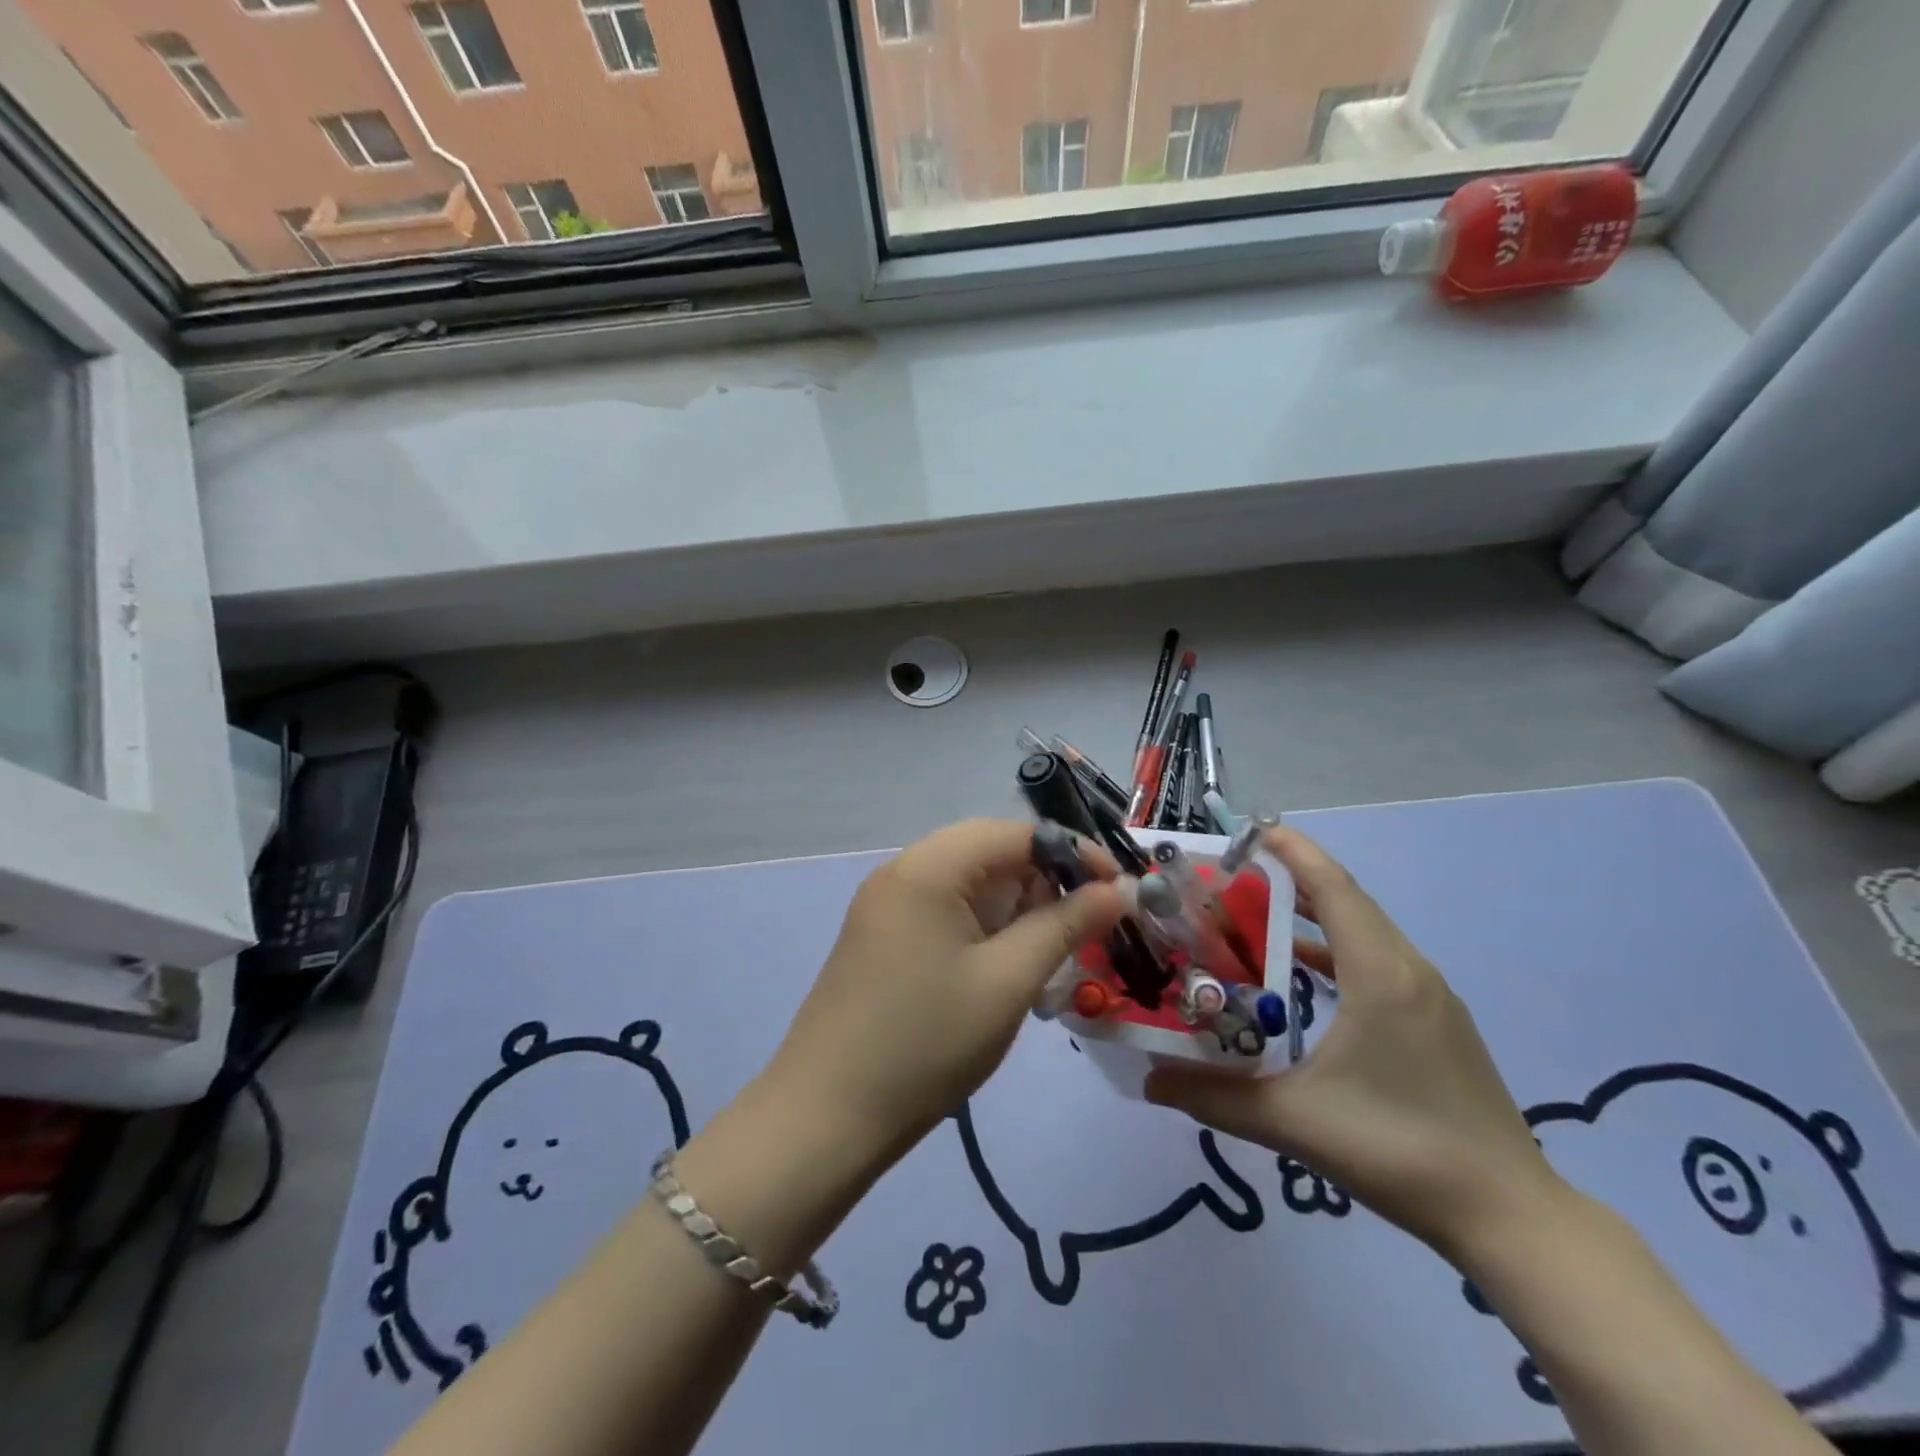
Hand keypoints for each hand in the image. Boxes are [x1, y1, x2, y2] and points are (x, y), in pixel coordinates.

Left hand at [768, 818, 1125, 1169]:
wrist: (826, 1115)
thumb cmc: (927, 1043)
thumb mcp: (1008, 981)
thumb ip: (1065, 926)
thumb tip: (1115, 890)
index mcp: (928, 867)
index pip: (1015, 834)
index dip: (1072, 853)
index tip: (1118, 889)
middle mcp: (902, 871)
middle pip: (989, 853)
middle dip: (1044, 881)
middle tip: (1086, 924)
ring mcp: (886, 904)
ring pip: (969, 884)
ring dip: (1016, 907)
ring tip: (1052, 951)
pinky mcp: (882, 936)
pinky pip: (945, 910)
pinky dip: (984, 927)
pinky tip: (1006, 965)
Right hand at [1145, 826, 1563, 1261]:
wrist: (1509, 1217)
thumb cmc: (1400, 1150)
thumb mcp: (1296, 1121)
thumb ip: (1216, 1096)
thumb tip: (1149, 1081)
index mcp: (1381, 974)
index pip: (1333, 888)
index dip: (1292, 852)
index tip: (1248, 830)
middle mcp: (1409, 970)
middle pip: (1345, 901)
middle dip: (1289, 878)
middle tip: (1229, 876)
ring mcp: (1429, 996)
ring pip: (1363, 931)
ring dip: (1311, 914)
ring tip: (1254, 915)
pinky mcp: (1435, 1022)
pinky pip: (1376, 961)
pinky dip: (1334, 950)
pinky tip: (1299, 971)